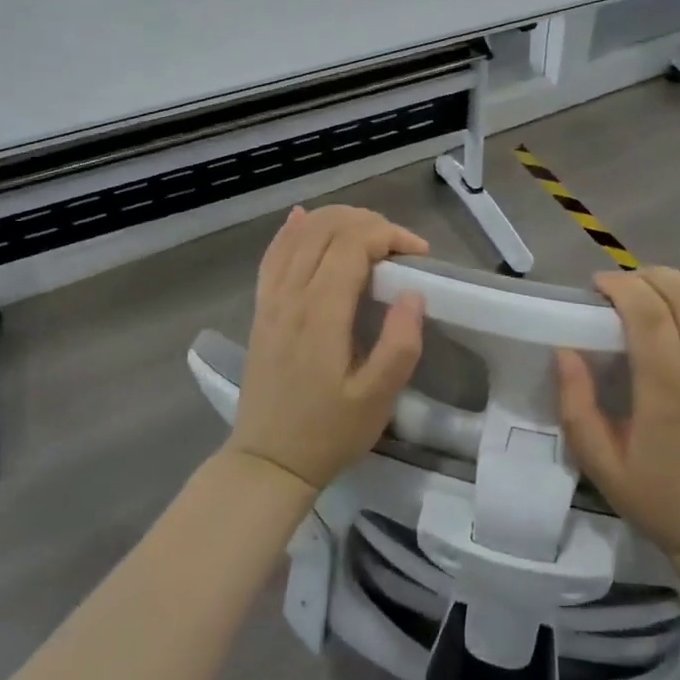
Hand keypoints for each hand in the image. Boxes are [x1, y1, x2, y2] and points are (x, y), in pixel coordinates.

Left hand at [225, 206, 427, 494]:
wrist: (269, 461)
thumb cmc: (329, 432)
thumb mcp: (377, 399)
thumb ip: (400, 344)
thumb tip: (413, 293)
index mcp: (321, 313)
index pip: (352, 245)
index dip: (388, 235)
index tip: (418, 254)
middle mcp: (291, 295)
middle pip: (325, 230)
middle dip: (367, 223)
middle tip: (399, 244)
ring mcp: (270, 300)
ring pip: (297, 236)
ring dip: (334, 220)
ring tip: (367, 229)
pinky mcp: (261, 310)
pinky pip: (273, 256)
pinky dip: (290, 231)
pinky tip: (302, 218)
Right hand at [556, 269, 679, 556]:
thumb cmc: (656, 495)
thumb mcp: (599, 461)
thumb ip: (576, 404)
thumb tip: (565, 349)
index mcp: (669, 396)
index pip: (650, 315)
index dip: (623, 286)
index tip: (602, 286)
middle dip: (654, 277)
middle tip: (633, 286)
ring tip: (675, 288)